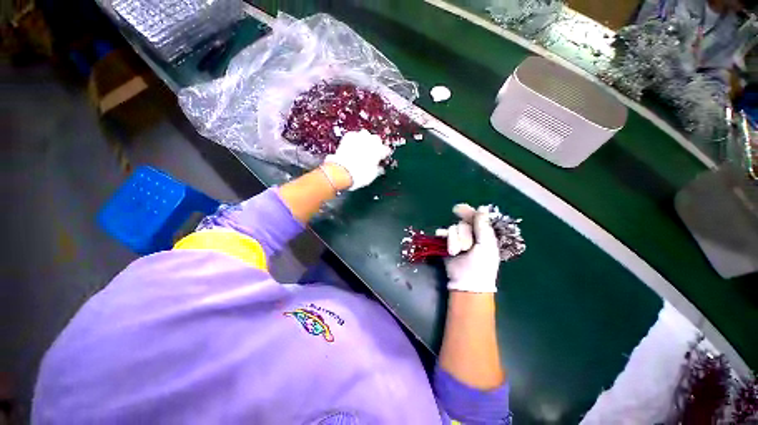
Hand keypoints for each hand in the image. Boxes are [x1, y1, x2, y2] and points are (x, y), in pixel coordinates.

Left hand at [324, 130, 391, 190]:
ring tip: (363, 148)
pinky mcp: (348, 136)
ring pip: (366, 135)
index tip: (382, 159)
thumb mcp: (372, 175)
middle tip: (372, 154)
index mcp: (380, 150)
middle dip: (376, 145)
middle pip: (377, 140)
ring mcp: (359, 137)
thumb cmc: (359, 175)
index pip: (386, 150)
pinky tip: (353, 146)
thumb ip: (378, 169)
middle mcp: (371, 141)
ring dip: (366, 140)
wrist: (342, 171)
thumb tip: (380, 168)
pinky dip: (355, 140)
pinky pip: (354, 135)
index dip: (384, 155)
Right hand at [436, 204, 500, 292]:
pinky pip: (443, 233)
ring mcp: (458, 239)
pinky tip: (441, 238)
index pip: (476, 217)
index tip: (458, 209)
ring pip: (453, 228)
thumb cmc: (482, 265)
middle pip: (463, 223)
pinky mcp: (447, 244)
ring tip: (457, 252)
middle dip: (464, 234)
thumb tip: (482, 207)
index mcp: (483, 233)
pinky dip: (443, 235)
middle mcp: (470, 234)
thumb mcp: (487, 245)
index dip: (468, 211)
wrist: (467, 282)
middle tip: (467, 247)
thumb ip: (483, 225)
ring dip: (455, 240)